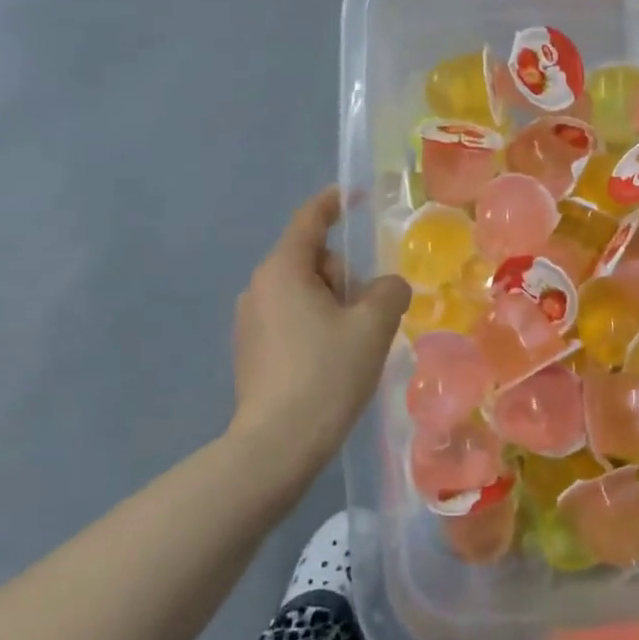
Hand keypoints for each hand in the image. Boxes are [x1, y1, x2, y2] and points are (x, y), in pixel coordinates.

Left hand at [230, 188, 409, 479]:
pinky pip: (291, 320)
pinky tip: (332, 363)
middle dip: (345, 276)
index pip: (310, 220)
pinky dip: (316, 328)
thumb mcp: (373, 325)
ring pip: (303, 293)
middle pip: (312, 260)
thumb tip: (385, 288)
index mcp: (283, 270)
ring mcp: (249, 322)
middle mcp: (258, 288)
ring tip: (355, 344)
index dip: (334, 203)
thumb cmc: (327, 373)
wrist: (277, 445)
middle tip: (368, 313)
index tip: (355, 195)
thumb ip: (389, 291)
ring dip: (333, 305)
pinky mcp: (250, 351)